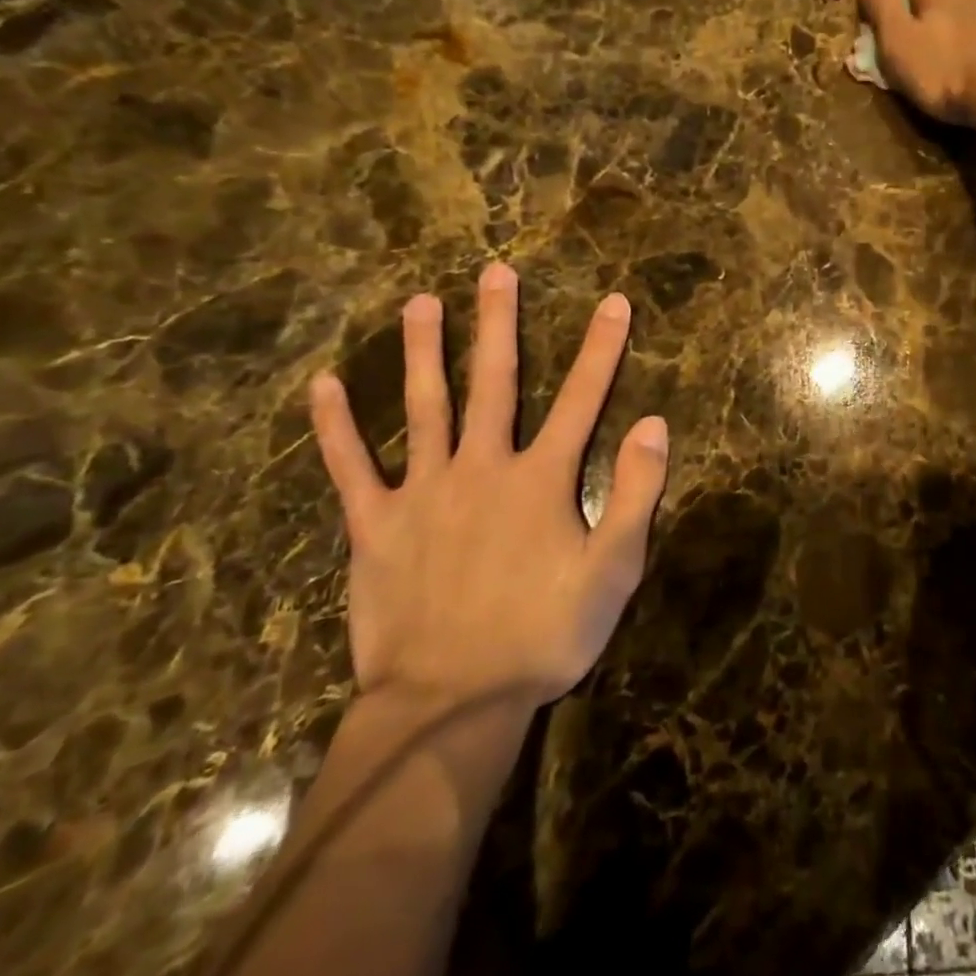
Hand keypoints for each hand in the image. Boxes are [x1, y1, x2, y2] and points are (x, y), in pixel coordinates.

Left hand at [309, 265, 667, 710]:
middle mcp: (482, 467)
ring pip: (424, 406)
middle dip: (498, 322)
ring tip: (421, 302)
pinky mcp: (376, 525)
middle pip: (494, 381)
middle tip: (495, 271)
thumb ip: (635, 493)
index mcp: (541, 479)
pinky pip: (352, 467)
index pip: (581, 398)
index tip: (613, 301)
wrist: (451, 704)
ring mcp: (424, 492)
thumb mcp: (614, 572)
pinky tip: (323, 386)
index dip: (601, 348)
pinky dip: (336, 427)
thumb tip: (652, 423)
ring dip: (423, 350)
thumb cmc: (543, 637)